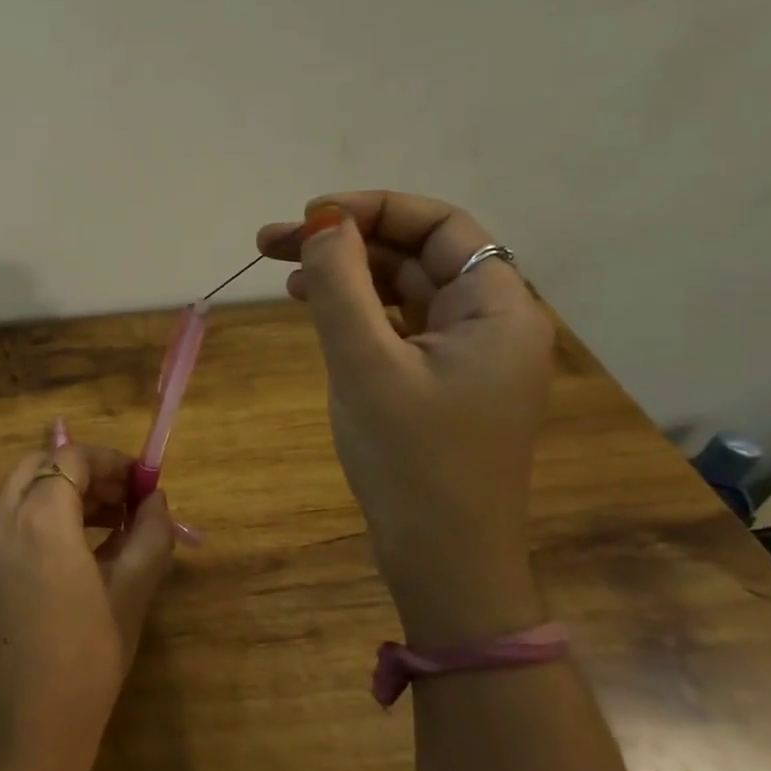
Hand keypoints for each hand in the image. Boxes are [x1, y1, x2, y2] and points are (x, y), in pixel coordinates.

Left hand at [0, 442, 175, 770]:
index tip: (145, 481)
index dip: (112, 461)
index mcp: (39, 518)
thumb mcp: (129, 595)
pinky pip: (13, 518)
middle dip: (87, 473)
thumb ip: (148, 536)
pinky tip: (83, 547)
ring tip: (114, 523)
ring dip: (66, 492)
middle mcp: (1, 518)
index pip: (72, 457)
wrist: (22, 732)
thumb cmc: (85, 663)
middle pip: (43, 465)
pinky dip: (45, 514)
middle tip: (128, 500)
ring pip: (25, 490)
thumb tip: (156, 499)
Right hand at [257, 192, 554, 642]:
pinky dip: (357, 312)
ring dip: (346, 275)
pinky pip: (399, 327)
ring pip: (403, 290)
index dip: (374, 209)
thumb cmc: (411, 460)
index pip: (441, 227)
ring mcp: (466, 356)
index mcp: (497, 309)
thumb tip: (324, 224)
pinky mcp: (441, 384)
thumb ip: (341, 286)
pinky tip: (316, 310)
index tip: (310, 217)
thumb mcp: (365, 365)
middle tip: (272, 244)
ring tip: (283, 273)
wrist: (443, 560)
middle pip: (417, 255)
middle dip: (347, 241)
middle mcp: (490, 323)